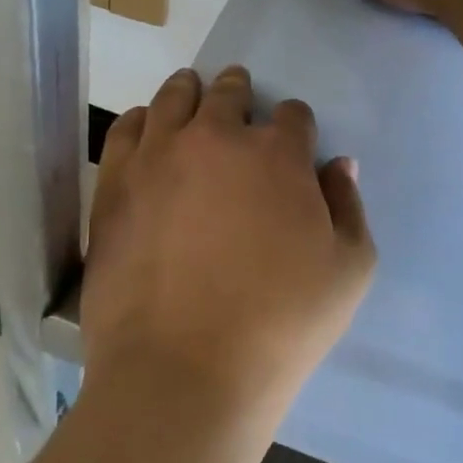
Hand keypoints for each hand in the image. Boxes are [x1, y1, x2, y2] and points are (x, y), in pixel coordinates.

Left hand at [80, 66, 375, 438]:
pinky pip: (127, 129)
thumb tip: (337, 164)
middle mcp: (215, 138)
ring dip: (189, 93)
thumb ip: (348, 206)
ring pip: (174, 98)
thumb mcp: (348, 271)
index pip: (292, 115)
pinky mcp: (114, 182)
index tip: (293, 145)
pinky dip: (142, 121)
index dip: (296, 128)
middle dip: (240, 93)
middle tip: (238, 102)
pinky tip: (148, 130)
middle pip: (229, 93)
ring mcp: (158, 156)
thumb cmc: (280, 326)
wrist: (183, 370)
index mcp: (277, 155)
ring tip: (192, 96)